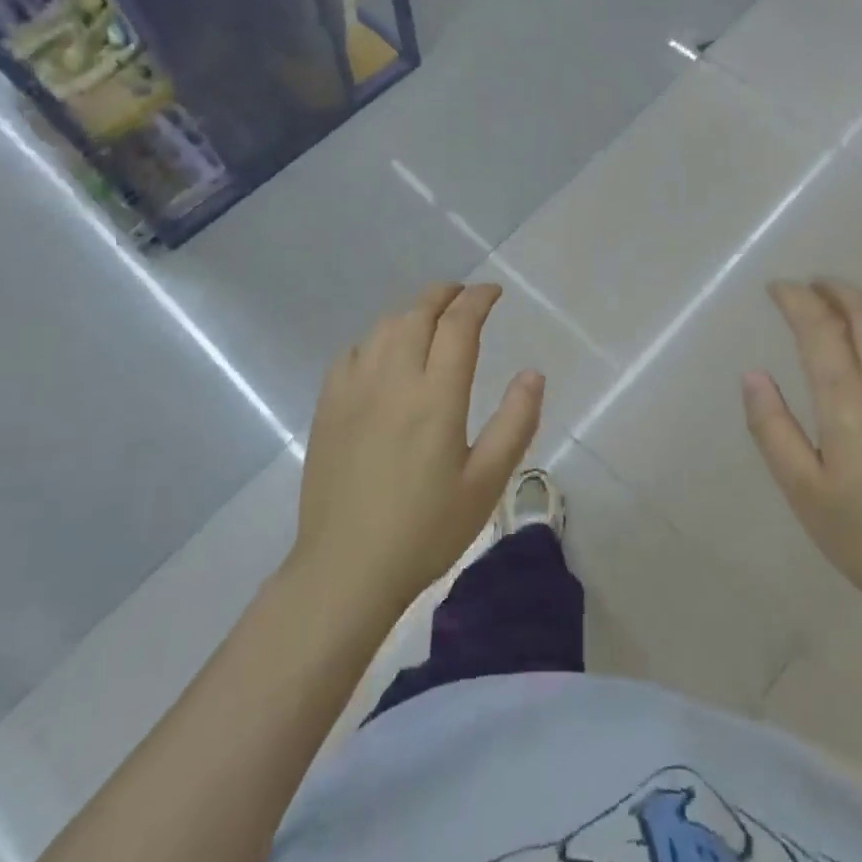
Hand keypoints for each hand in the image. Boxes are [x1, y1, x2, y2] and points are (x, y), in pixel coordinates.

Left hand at [291, 284, 544, 618]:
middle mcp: (393, 379)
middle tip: (464, 295)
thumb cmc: (426, 530)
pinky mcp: (328, 408)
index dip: (478, 300)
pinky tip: (383, 355)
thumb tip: (533, 373)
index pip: (459, 325)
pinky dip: (375, 339)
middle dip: (444, 294)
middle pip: (418, 314)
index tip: (493, 293)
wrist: (346, 568)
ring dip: (411, 312)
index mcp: (436, 396)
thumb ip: (515, 422)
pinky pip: (352, 353)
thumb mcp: (487, 483)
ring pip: (383, 328)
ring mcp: (354, 391)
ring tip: (429, 319)